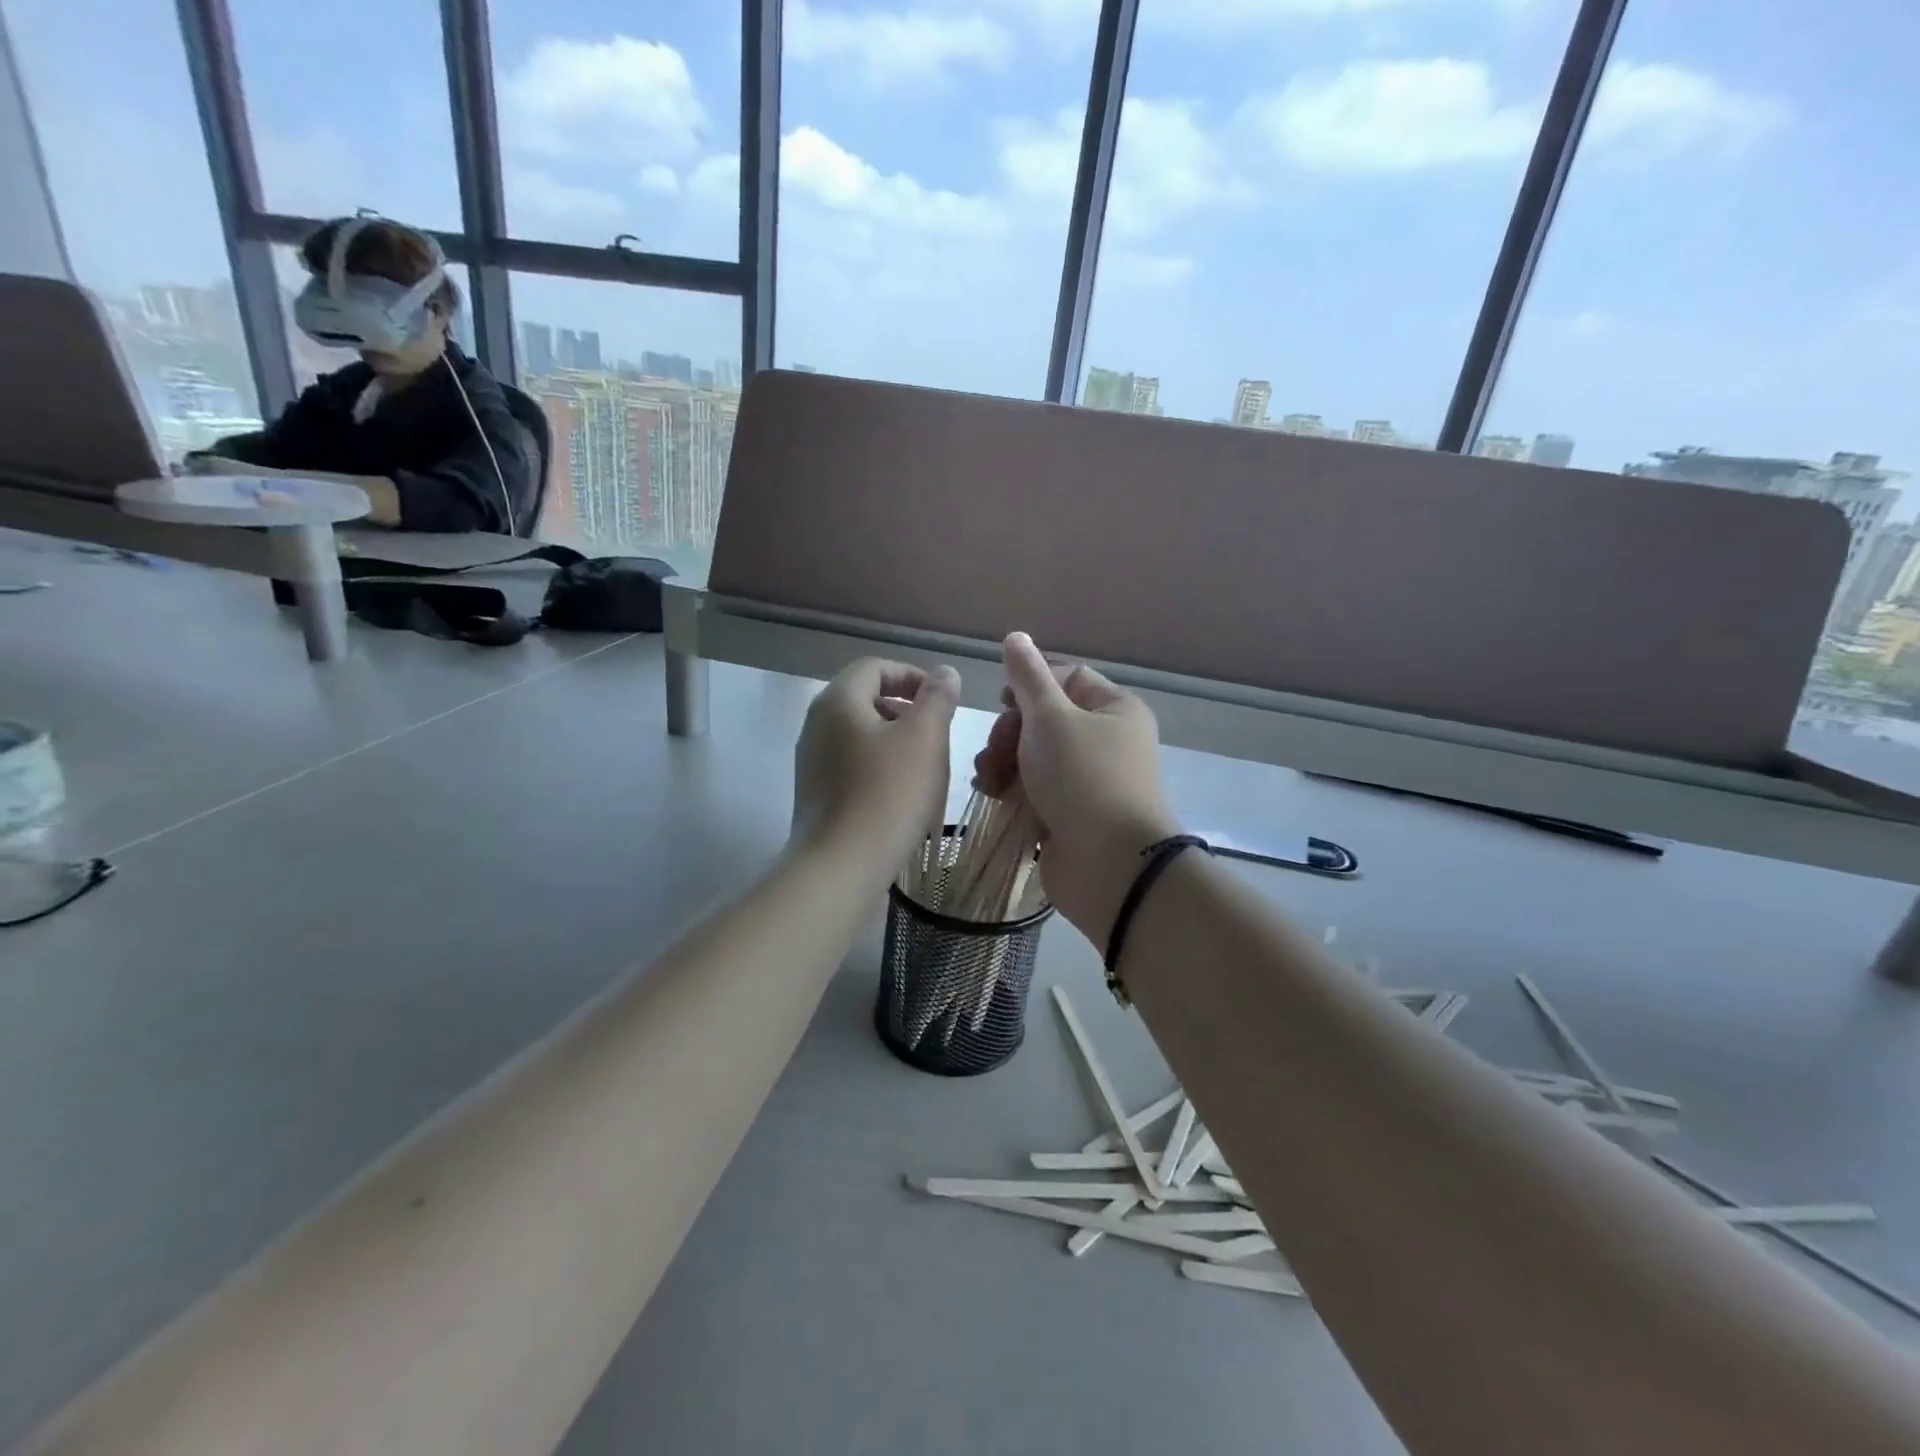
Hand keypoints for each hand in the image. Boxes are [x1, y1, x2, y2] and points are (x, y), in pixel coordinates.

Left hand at [792, 658, 960, 883]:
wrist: (841, 866)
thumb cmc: (888, 794)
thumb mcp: (925, 738)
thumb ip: (937, 698)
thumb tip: (943, 673)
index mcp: (838, 701)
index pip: (874, 667)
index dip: (911, 675)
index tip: (941, 699)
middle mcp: (816, 724)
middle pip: (863, 698)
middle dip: (904, 707)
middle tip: (935, 731)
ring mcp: (811, 760)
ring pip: (858, 732)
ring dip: (893, 738)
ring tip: (922, 764)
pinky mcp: (815, 792)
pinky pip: (850, 762)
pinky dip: (877, 764)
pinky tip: (899, 792)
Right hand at [973, 632, 1178, 943]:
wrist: (1109, 865)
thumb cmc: (1083, 778)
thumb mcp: (1051, 717)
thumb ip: (1028, 678)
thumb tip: (1016, 637)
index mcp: (1115, 709)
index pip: (1068, 678)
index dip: (1031, 685)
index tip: (1002, 702)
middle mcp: (1106, 741)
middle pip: (1045, 719)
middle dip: (1011, 732)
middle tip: (997, 751)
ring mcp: (1088, 781)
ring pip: (1034, 756)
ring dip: (1004, 761)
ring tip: (988, 780)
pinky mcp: (1071, 814)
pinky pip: (1035, 789)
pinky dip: (1012, 789)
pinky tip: (993, 796)